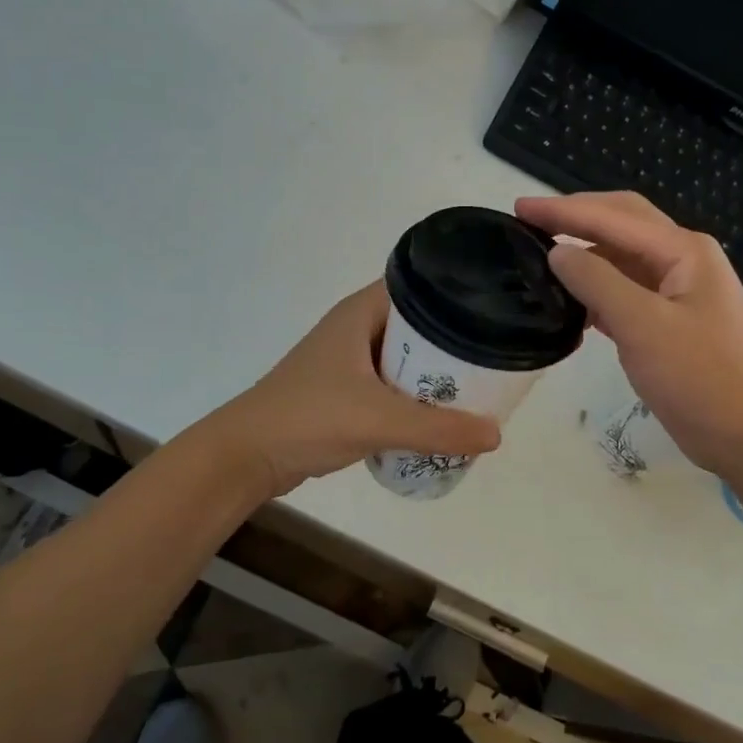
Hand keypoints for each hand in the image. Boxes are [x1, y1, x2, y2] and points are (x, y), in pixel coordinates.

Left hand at [208, 281, 501, 498]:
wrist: (246, 457)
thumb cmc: (308, 418)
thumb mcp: (378, 420)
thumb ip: (438, 429)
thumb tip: (496, 435)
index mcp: (361, 312)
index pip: (421, 286)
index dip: (458, 294)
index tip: (496, 312)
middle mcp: (357, 327)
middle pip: (419, 324)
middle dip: (455, 342)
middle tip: (496, 358)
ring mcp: (349, 360)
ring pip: (406, 357)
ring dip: (435, 373)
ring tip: (479, 387)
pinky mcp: (345, 391)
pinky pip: (393, 384)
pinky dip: (416, 395)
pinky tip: (441, 415)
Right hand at [516, 192, 742, 479]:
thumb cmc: (702, 378)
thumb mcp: (643, 326)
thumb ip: (597, 282)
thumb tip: (557, 252)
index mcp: (683, 250)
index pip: (613, 217)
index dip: (563, 210)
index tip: (519, 207)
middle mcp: (683, 261)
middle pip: (622, 224)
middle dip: (576, 218)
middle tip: (529, 221)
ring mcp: (679, 293)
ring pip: (623, 260)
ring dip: (586, 255)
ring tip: (542, 260)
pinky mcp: (672, 324)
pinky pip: (627, 293)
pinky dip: (597, 293)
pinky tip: (572, 307)